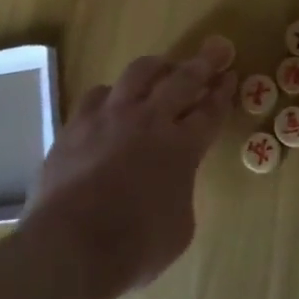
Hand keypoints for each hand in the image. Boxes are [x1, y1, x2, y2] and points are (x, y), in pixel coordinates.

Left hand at [26, 36, 236, 293]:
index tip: (230, 76)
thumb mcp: (180, 229)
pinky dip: (114, 93)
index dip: (223, 93)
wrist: (68, 248)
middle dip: (203, 63)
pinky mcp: (76, 125)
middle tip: (216, 49)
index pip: (210, 111)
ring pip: (138, 74)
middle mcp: (148, 121)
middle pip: (182, 80)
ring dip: (158, 66)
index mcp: (182, 148)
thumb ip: (181, 193)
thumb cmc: (134, 248)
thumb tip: (171, 183)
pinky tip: (114, 99)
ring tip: (164, 66)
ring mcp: (109, 118)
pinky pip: (98, 94)